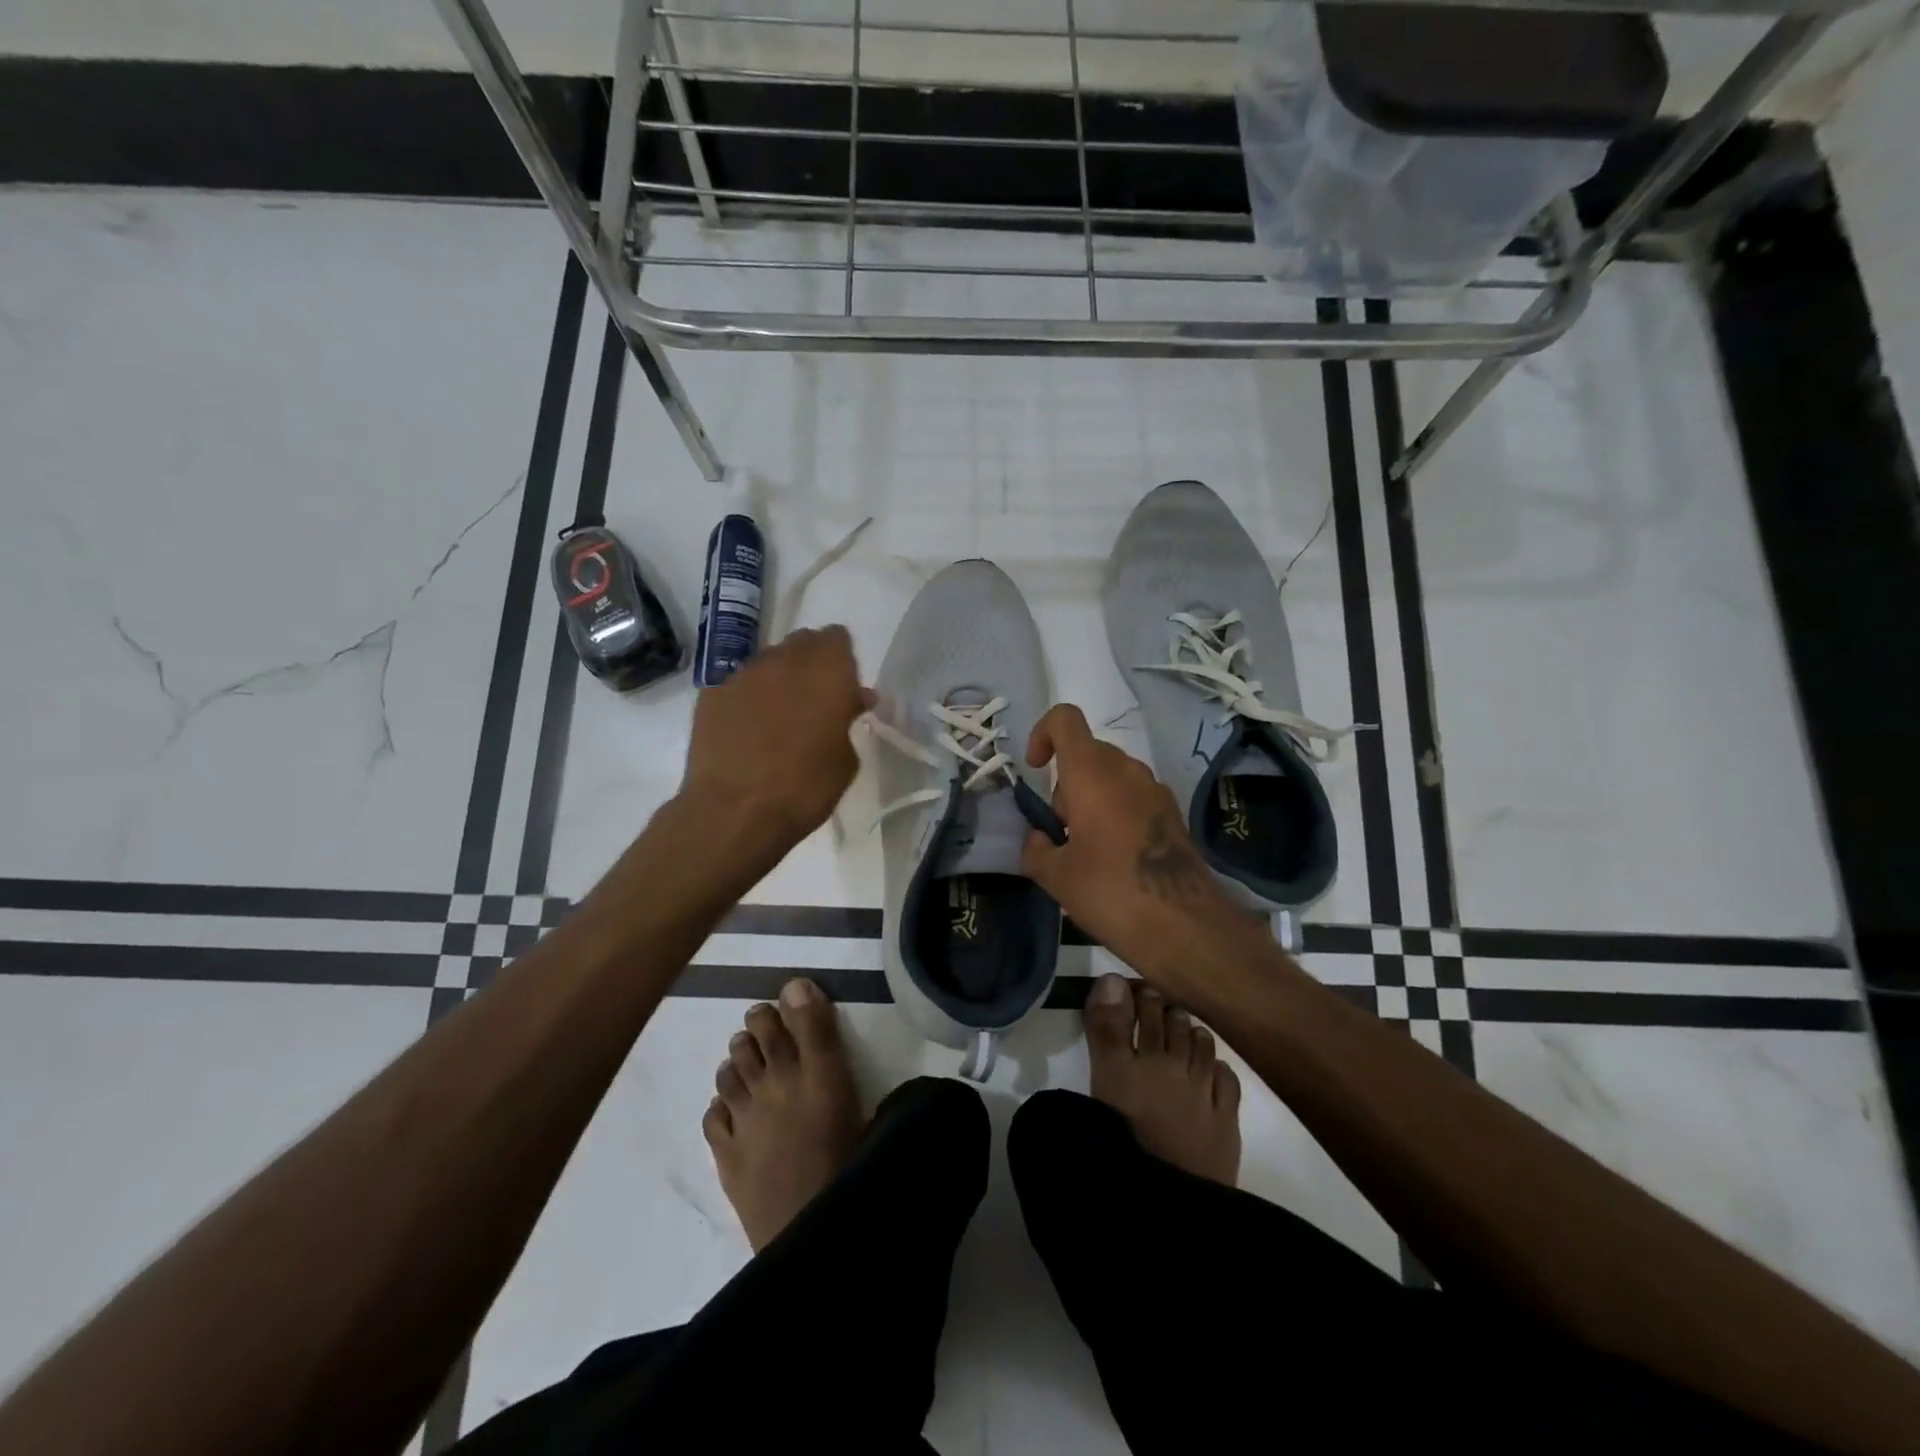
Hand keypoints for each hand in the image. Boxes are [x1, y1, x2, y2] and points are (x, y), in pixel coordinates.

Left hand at [681, 626, 867, 848]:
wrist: (735, 812)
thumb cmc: (805, 788)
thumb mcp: (846, 759)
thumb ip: (848, 720)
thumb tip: (851, 702)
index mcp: (827, 670)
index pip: (837, 638)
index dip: (842, 662)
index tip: (844, 690)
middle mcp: (785, 660)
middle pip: (802, 643)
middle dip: (812, 665)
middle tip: (815, 702)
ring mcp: (744, 674)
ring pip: (769, 662)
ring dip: (780, 680)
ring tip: (779, 719)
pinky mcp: (712, 693)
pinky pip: (740, 684)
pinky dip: (749, 699)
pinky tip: (748, 731)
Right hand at [1020, 704, 1238, 966]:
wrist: (1185, 927)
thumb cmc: (1111, 892)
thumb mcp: (1055, 876)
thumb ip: (1036, 848)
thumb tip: (1040, 839)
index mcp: (1092, 773)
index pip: (1065, 720)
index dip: (1042, 734)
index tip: (1036, 770)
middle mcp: (1127, 770)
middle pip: (1087, 753)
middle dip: (1066, 784)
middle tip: (1061, 832)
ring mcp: (1156, 790)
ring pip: (1111, 776)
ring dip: (1091, 800)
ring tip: (1087, 851)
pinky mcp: (1173, 814)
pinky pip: (1134, 796)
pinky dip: (1116, 813)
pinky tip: (1116, 859)